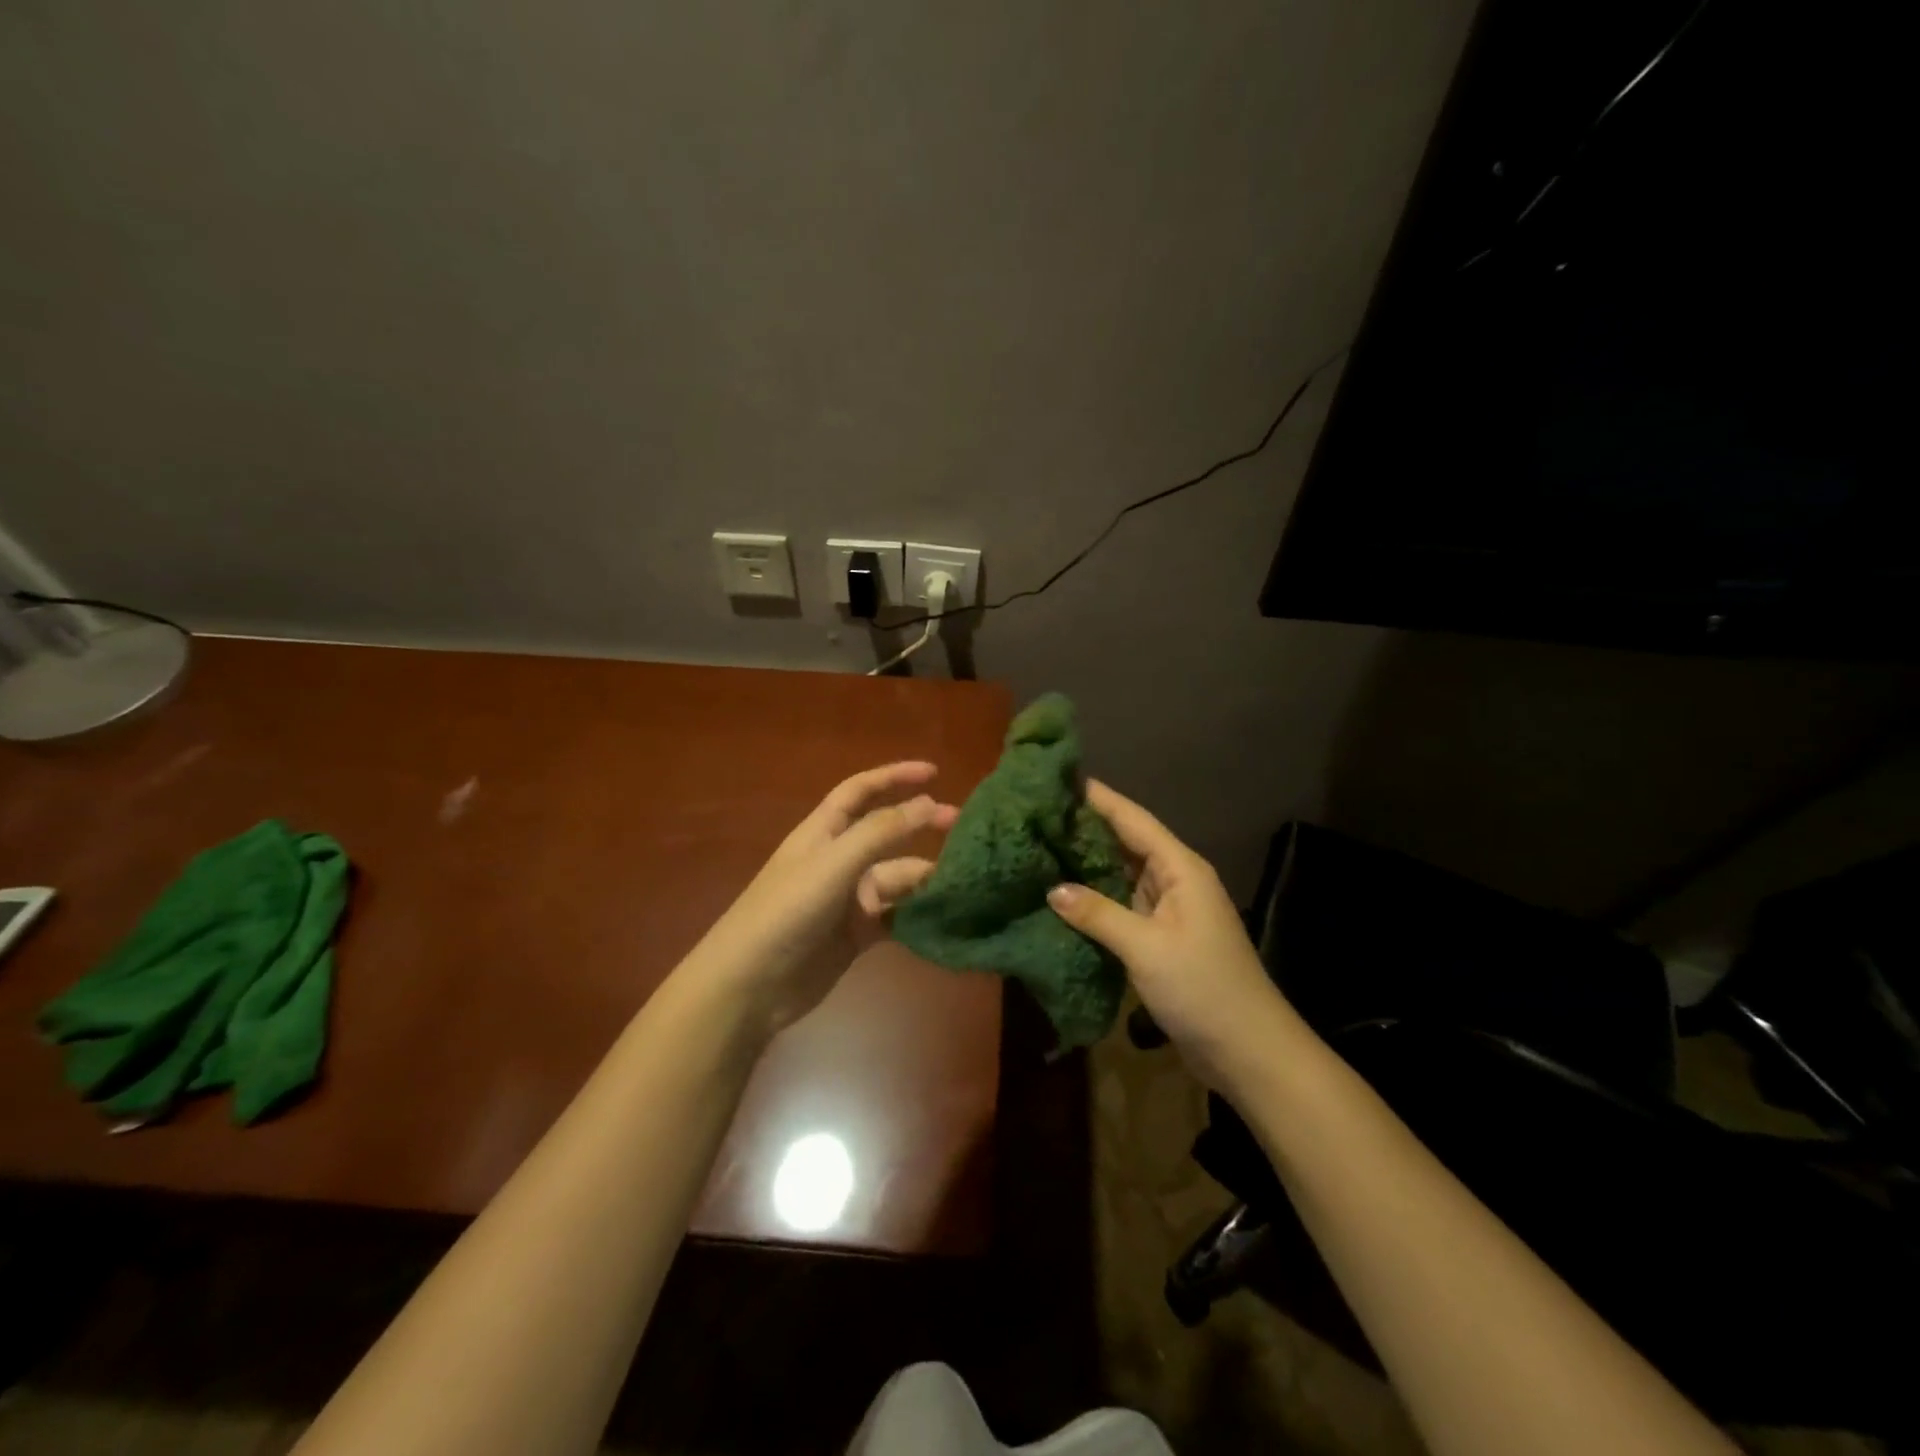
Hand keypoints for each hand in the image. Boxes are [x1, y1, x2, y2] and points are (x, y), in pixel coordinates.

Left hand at [692, 762, 958, 1038]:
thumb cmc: (787, 912)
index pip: (861, 791)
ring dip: (926, 877)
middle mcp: (839, 860)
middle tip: (964, 829)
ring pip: (897, 878)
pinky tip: (946, 915)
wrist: (751, 985)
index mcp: (824, 832)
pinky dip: (919, 915)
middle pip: (887, 834)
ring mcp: (848, 899)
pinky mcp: (857, 935)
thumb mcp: (834, 864)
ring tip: (964, 879)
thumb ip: (882, 832)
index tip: (935, 773)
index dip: (894, 776)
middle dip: (921, 826)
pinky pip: (897, 917)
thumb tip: (929, 802)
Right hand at [1045, 780, 1299, 1094]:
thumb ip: (1099, 914)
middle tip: (1039, 814)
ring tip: (1042, 846)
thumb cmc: (1204, 988)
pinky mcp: (1161, 938)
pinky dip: (1095, 899)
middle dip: (1086, 828)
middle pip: (1126, 842)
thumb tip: (1053, 889)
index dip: (1099, 798)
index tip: (1060, 778)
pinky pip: (1122, 906)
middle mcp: (1175, 880)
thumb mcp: (1147, 948)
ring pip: (1122, 875)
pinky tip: (1064, 897)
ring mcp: (1169, 910)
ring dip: (1088, 864)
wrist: (1249, 1051)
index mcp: (1180, 869)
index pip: (1133, 820)